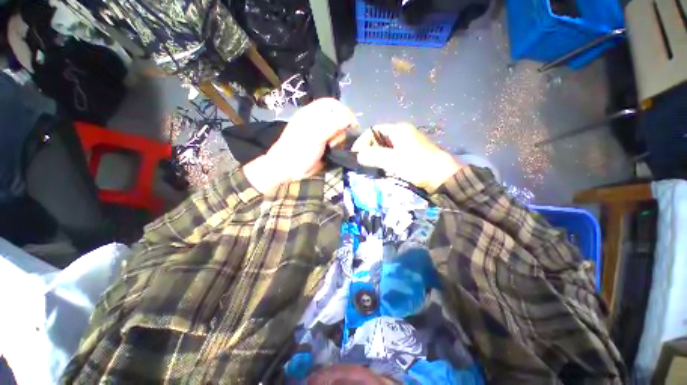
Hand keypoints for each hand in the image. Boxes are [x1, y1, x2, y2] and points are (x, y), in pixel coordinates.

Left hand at [244, 98, 357, 192]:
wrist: (289, 169)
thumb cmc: (299, 149)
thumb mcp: (315, 135)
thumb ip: (333, 125)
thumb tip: (350, 119)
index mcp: (313, 113)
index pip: (332, 105)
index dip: (344, 111)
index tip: (351, 123)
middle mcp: (319, 122)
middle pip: (338, 119)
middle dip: (341, 129)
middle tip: (334, 139)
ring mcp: (322, 135)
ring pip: (339, 132)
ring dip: (339, 140)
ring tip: (331, 147)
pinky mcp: (325, 146)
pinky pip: (337, 143)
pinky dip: (338, 146)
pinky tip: (334, 151)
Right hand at [352, 123, 462, 192]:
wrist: (442, 177)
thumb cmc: (417, 165)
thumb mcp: (394, 160)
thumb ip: (374, 156)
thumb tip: (357, 155)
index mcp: (398, 130)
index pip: (373, 130)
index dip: (362, 141)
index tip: (356, 154)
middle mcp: (401, 134)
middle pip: (378, 139)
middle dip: (369, 150)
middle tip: (362, 163)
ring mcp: (406, 145)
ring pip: (384, 149)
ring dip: (376, 158)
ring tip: (370, 168)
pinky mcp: (409, 155)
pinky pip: (391, 156)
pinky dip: (384, 162)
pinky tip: (383, 171)